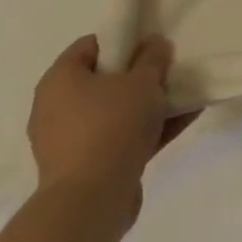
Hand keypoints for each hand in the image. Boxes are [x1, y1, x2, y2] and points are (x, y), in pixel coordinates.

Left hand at [27, 36, 190, 221]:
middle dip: (139, 76)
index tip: (151, 46)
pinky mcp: (84, 168)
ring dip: (147, 104)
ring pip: (114, 111)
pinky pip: (119, 138)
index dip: (123, 40)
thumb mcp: (143, 80)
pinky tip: (184, 121)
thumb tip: (153, 44)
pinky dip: (146, 130)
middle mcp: (56, 109)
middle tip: (168, 72)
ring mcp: (68, 142)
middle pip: (104, 80)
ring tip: (185, 96)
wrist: (92, 201)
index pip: (90, 46)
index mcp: (60, 80)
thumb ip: (152, 57)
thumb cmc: (112, 125)